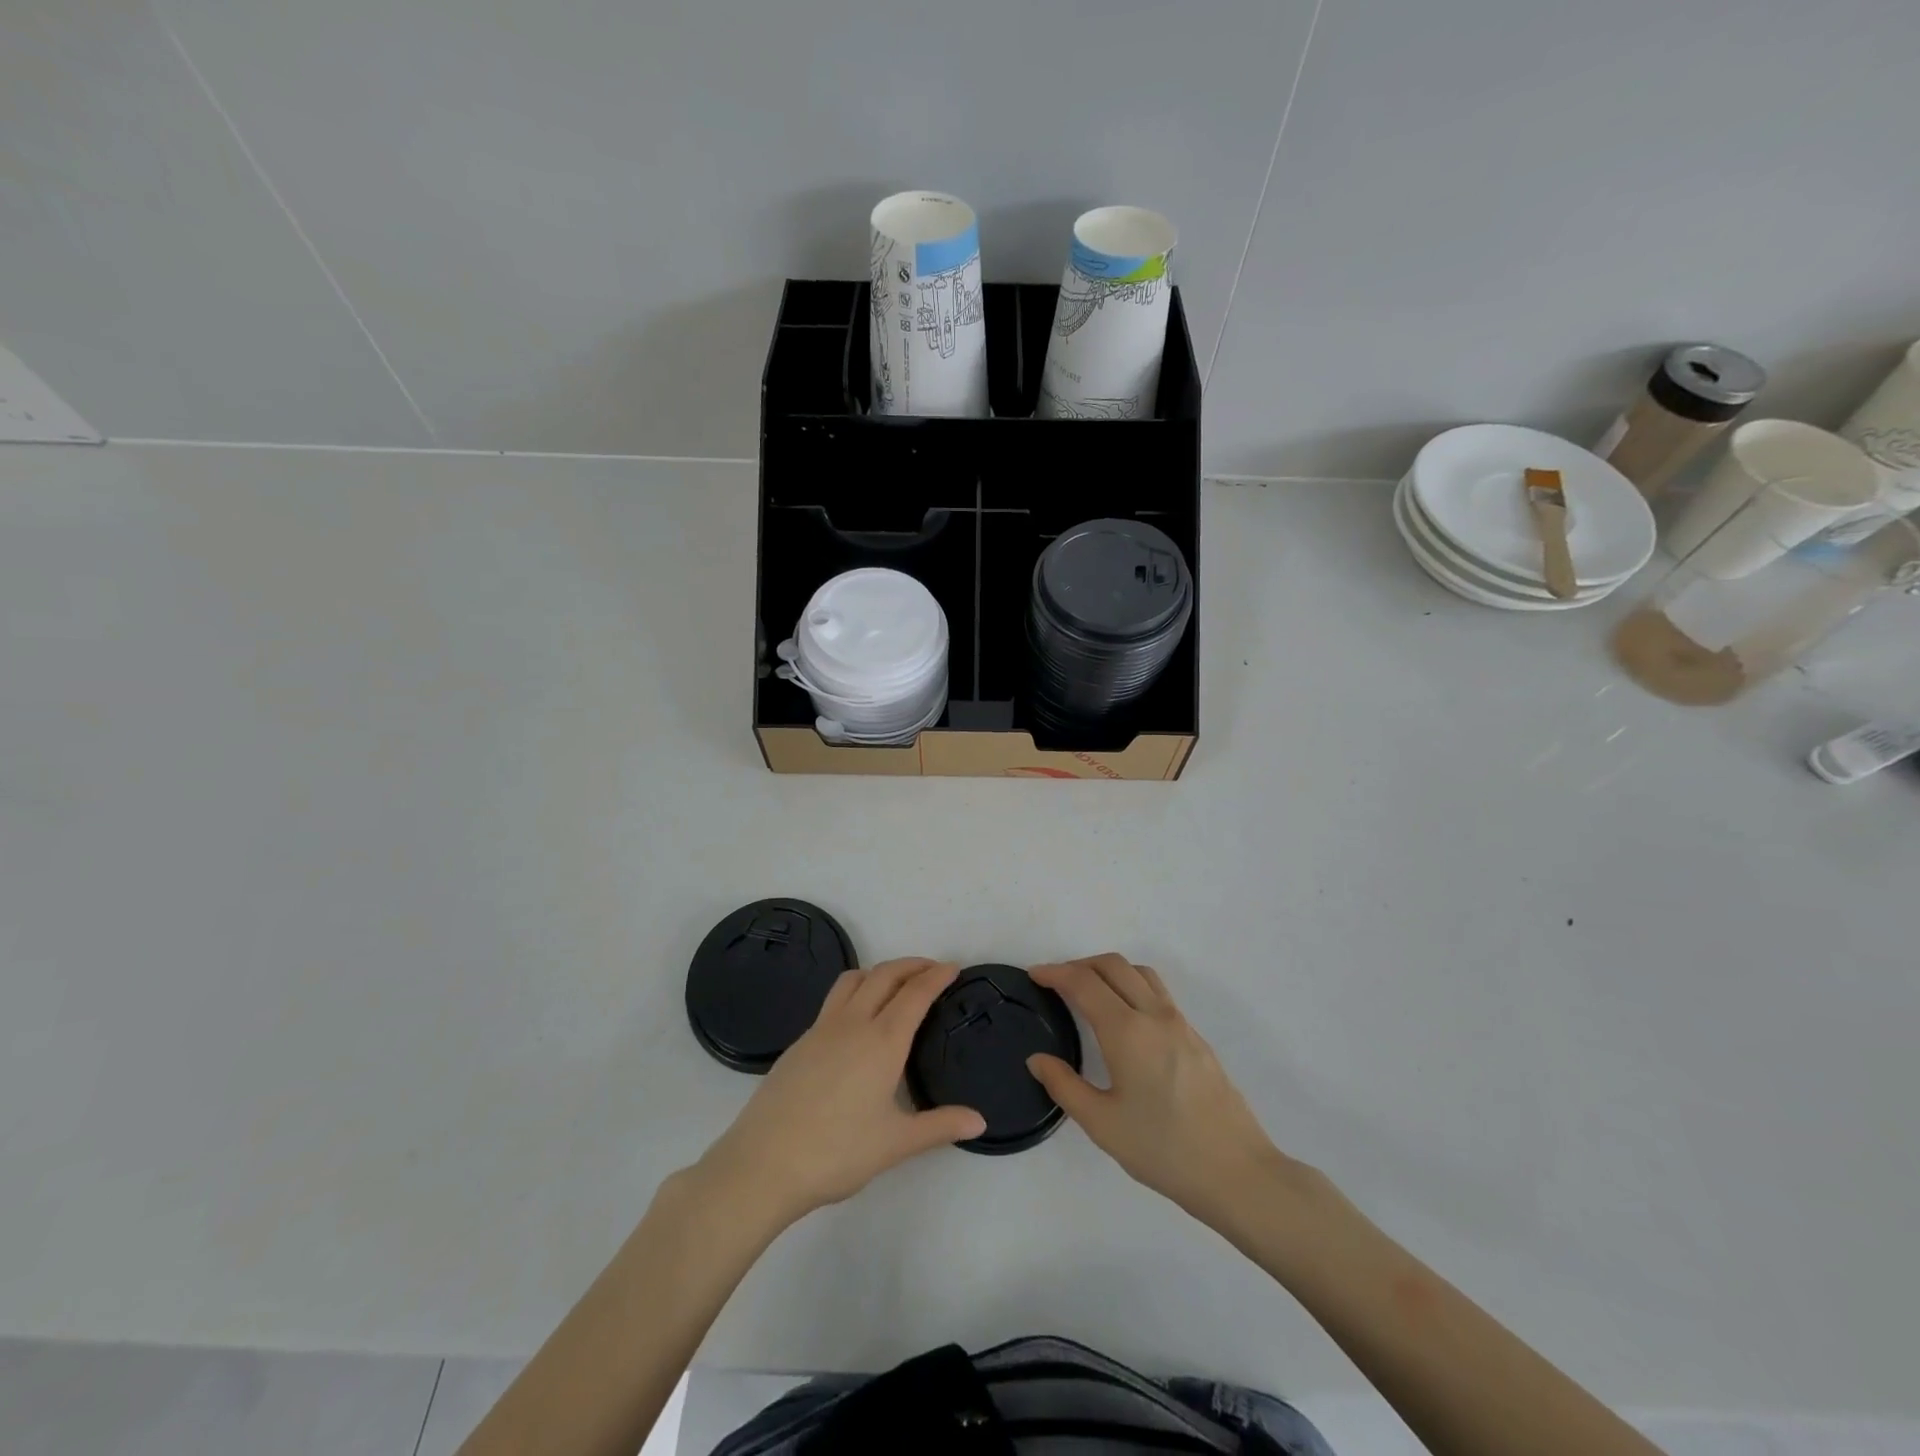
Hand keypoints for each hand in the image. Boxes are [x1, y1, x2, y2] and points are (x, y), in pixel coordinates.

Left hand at [696, 959, 985, 1228]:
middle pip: (884, 975)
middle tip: (932, 969)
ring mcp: (821, 1029)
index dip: (936, 976)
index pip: (915, 994)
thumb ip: (939, 1127)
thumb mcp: (896, 1143)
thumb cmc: (837, 1152)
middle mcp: (853, 1023)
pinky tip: (857, 1023)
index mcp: (883, 1041)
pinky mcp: (800, 1043)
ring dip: (879, 972)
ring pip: (853, 980)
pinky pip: (833, 1001)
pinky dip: (855, 993)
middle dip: (911, 965)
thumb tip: (980, 1122)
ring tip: (894, 985)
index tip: (953, 967)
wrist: (764, 1163)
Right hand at [1028, 955, 1301, 1231]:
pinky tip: (1124, 1018)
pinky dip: (1131, 986)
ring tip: (1089, 992)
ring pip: (1139, 973)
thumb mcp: (1103, 1125)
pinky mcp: (1195, 1036)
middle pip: (1113, 965)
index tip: (1034, 975)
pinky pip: (1157, 992)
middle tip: (1056, 982)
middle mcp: (1154, 1015)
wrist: (1237, 1172)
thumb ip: (1065, 1086)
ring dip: (1109, 970)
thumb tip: (1038, 1060)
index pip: (1084, 983)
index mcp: (1127, 1031)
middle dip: (1079, 965)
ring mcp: (1180, 1023)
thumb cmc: (1163, 1150)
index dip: (1055, 972)